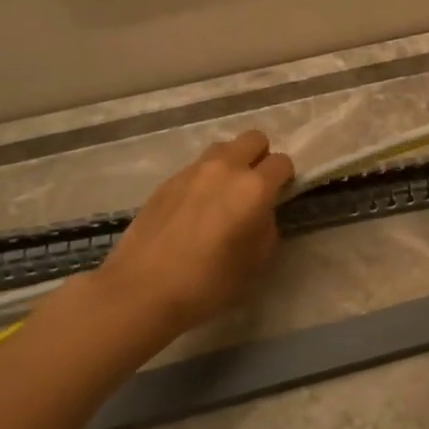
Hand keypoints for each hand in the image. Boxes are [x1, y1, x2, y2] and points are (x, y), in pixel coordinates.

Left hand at [96, 129, 293, 340]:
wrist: (142, 289)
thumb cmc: (208, 282)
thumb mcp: (256, 263)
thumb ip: (266, 228)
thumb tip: (260, 214)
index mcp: (254, 188)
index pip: (282, 162)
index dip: (285, 178)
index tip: (279, 196)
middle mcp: (225, 168)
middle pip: (254, 138)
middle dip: (260, 157)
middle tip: (255, 188)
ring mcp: (193, 170)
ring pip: (223, 148)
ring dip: (231, 163)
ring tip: (224, 195)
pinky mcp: (167, 180)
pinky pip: (197, 167)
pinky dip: (205, 178)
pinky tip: (195, 208)